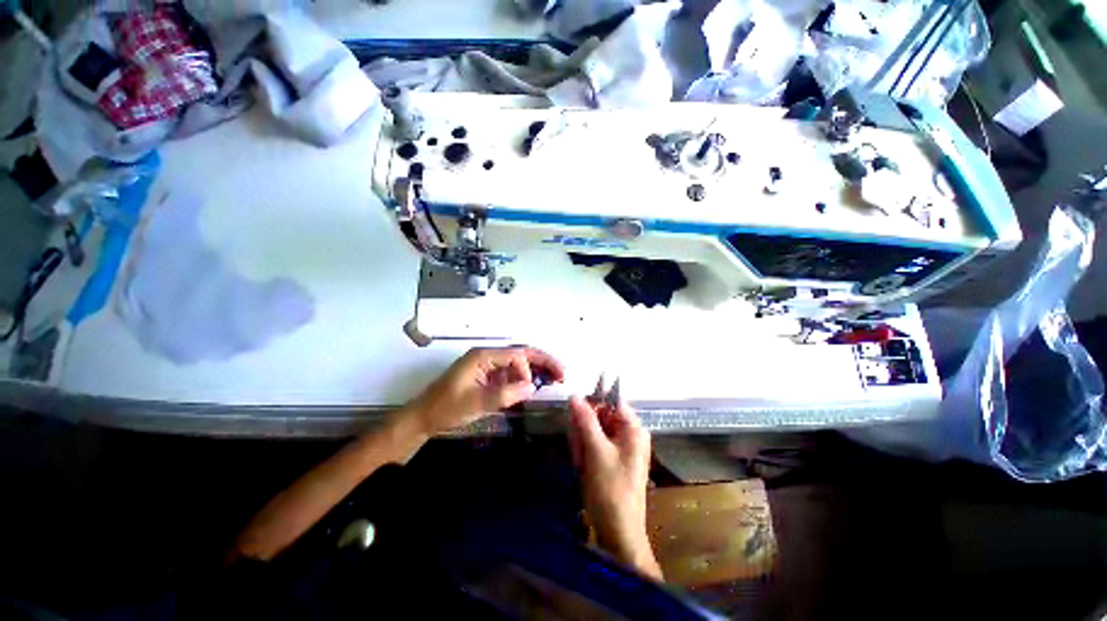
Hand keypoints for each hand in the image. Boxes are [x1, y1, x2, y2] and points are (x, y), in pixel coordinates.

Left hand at [406, 347, 563, 435]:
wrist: (423, 418)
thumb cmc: (447, 408)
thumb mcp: (478, 402)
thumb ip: (507, 393)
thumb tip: (532, 386)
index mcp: (484, 356)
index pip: (517, 355)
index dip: (532, 369)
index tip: (535, 388)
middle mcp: (487, 355)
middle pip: (520, 354)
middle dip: (541, 362)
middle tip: (561, 373)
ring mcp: (486, 365)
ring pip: (516, 364)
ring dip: (533, 372)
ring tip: (550, 380)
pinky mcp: (484, 376)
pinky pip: (508, 374)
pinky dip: (520, 380)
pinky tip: (529, 388)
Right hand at [567, 396, 660, 579]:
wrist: (618, 533)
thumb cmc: (611, 489)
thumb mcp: (596, 450)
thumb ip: (585, 420)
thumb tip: (574, 395)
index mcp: (633, 428)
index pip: (612, 401)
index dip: (593, 403)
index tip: (575, 412)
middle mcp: (630, 434)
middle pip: (601, 416)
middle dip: (585, 428)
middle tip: (578, 446)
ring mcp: (621, 448)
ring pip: (595, 431)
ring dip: (583, 442)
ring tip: (581, 461)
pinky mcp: (613, 460)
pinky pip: (595, 445)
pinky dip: (586, 452)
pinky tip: (582, 466)